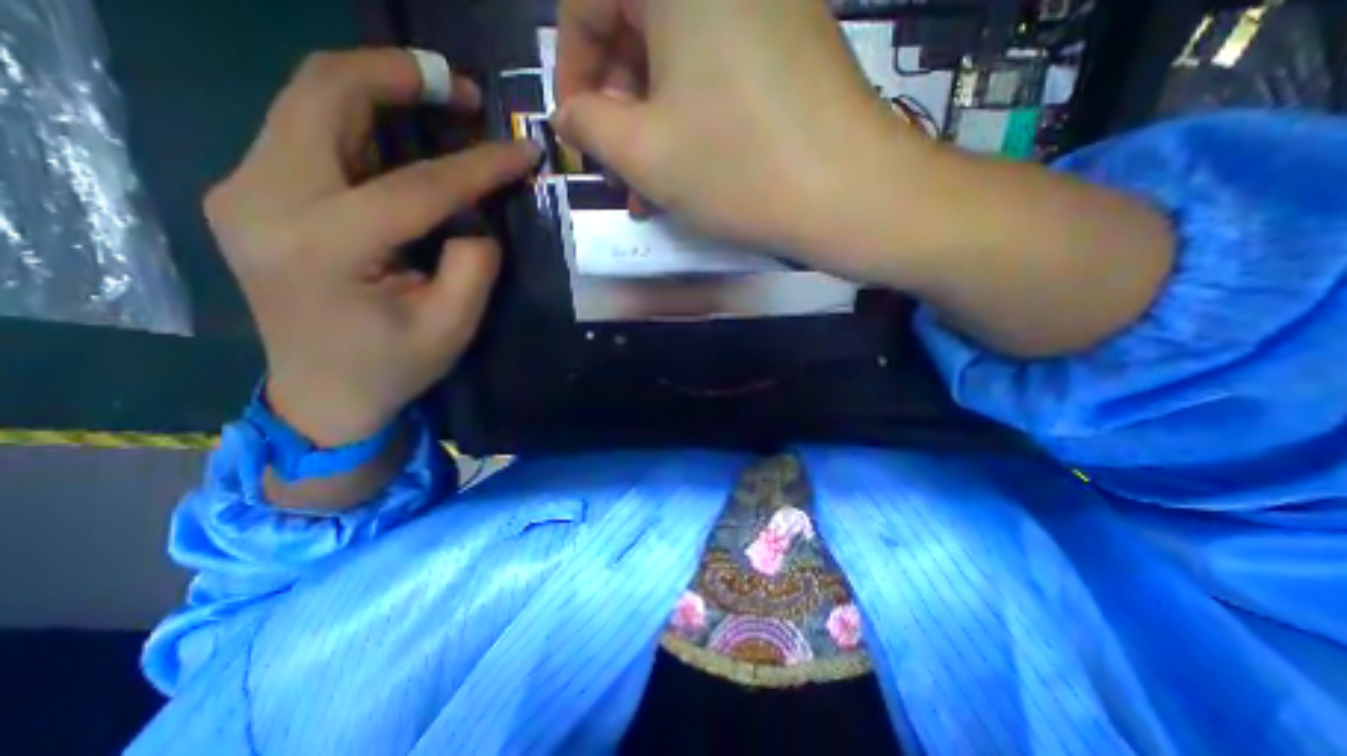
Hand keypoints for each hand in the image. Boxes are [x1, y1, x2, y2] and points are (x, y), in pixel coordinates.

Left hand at [207, 50, 539, 446]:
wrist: (321, 392)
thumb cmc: (392, 366)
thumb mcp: (451, 327)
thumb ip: (474, 265)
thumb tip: (477, 217)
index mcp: (323, 248)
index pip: (415, 185)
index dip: (479, 165)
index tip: (524, 150)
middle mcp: (263, 201)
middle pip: (323, 96)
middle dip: (398, 77)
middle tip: (460, 88)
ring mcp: (243, 190)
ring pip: (307, 101)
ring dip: (376, 88)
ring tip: (437, 97)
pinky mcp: (250, 193)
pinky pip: (304, 130)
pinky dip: (357, 116)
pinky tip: (400, 130)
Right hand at [552, 1, 919, 275]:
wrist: (850, 193)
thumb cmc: (739, 169)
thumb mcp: (644, 152)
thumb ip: (589, 125)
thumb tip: (571, 115)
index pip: (588, 0)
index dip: (573, 70)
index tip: (577, 130)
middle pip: (638, 27)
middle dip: (618, 107)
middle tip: (618, 169)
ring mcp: (766, 4)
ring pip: (678, 61)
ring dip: (655, 124)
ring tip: (650, 188)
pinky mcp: (790, 41)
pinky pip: (717, 72)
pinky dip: (693, 117)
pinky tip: (689, 169)